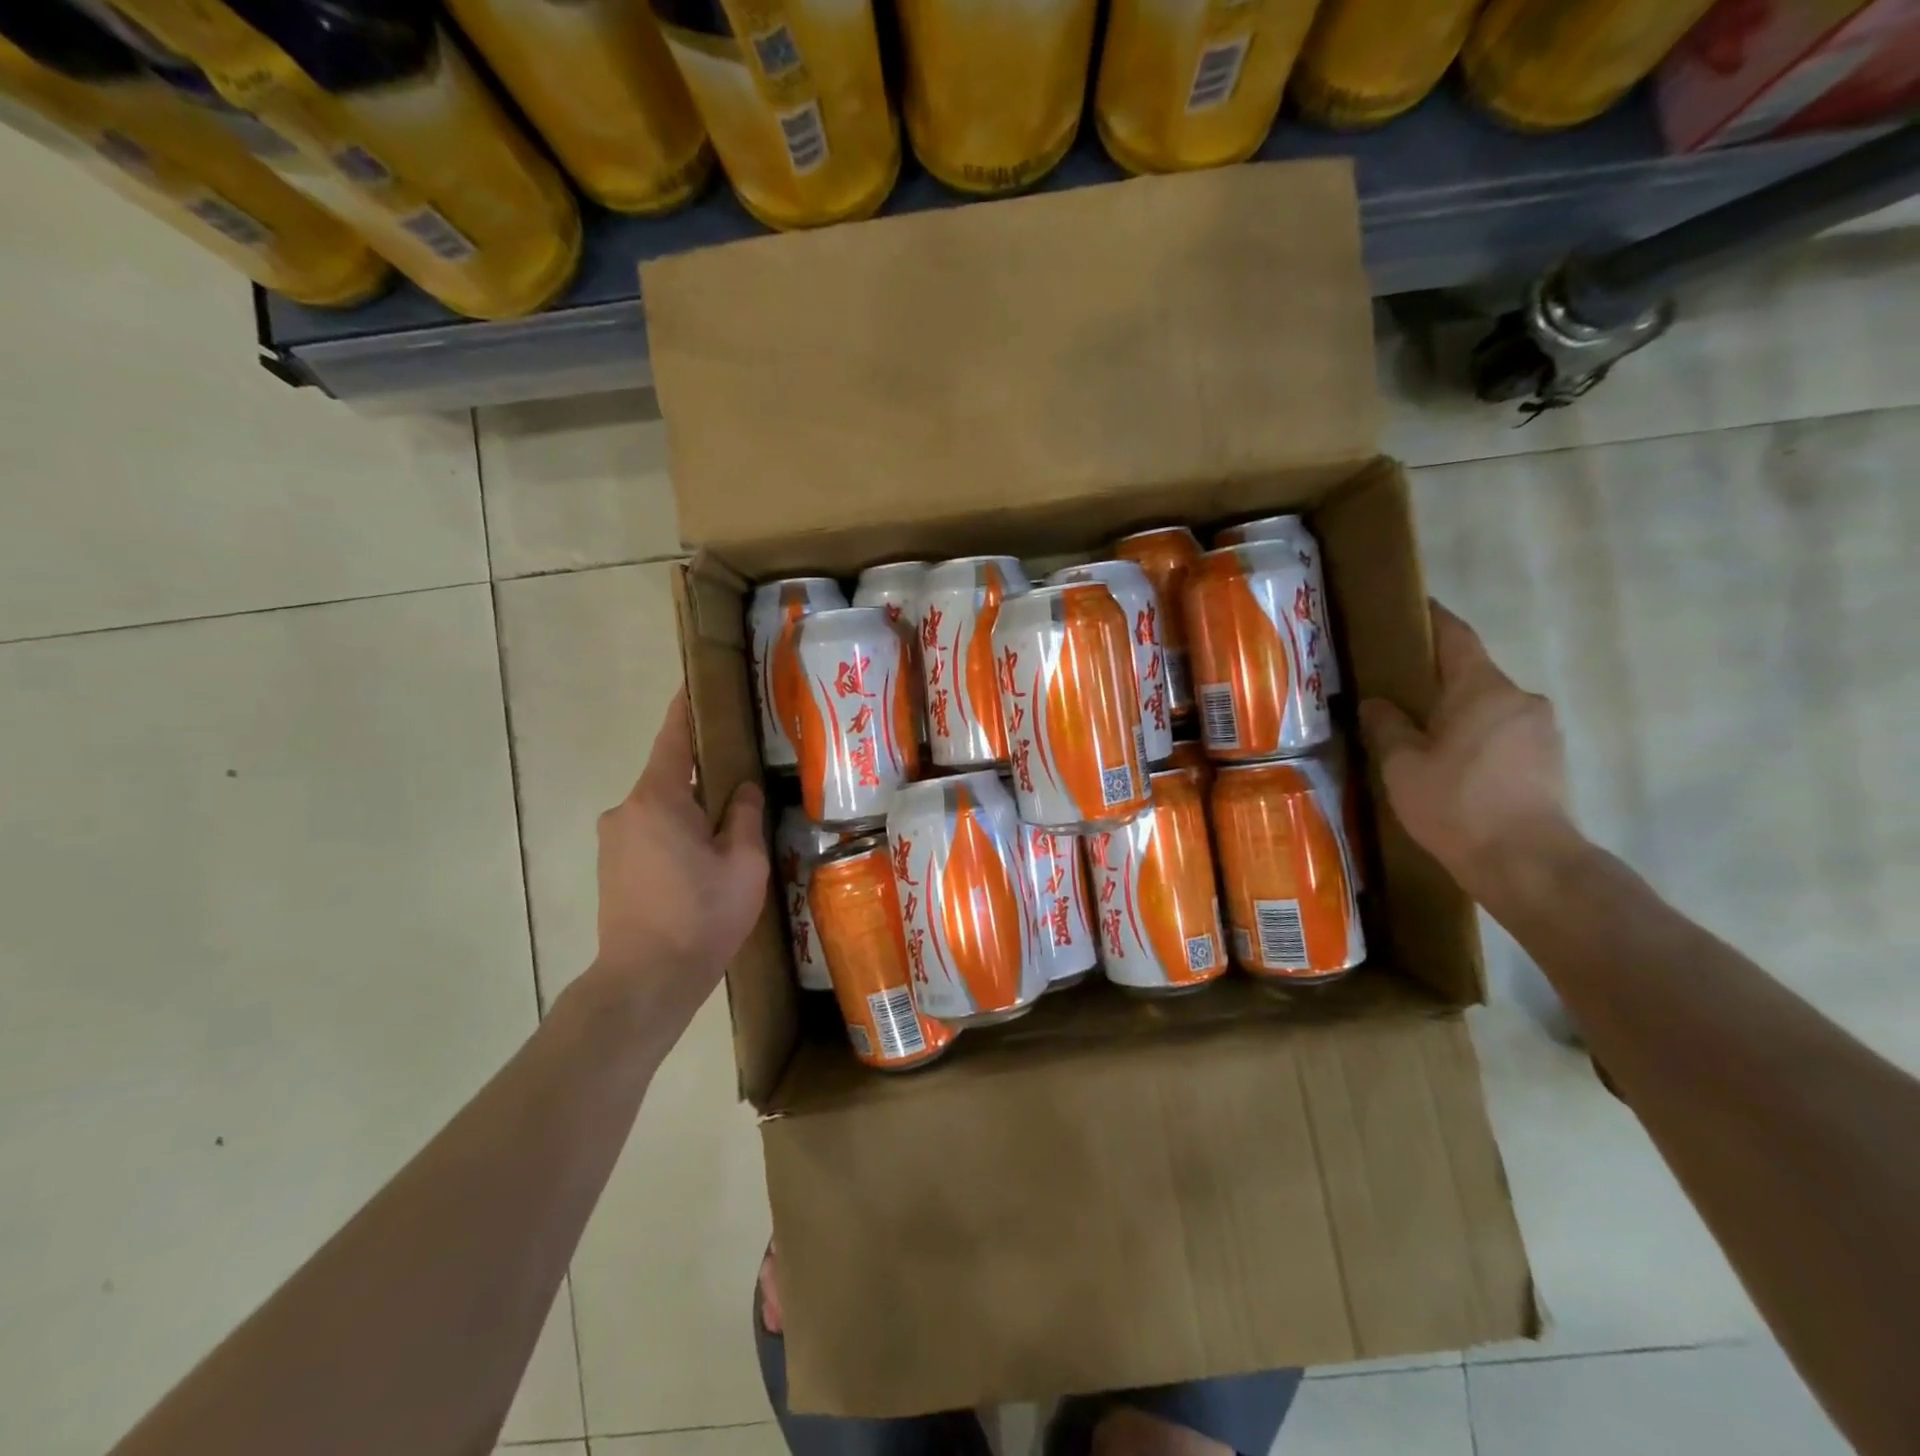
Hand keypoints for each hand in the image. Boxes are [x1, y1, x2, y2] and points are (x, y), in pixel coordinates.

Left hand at [589, 689, 767, 1044]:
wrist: (645, 982)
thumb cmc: (701, 916)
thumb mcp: (742, 863)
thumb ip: (744, 816)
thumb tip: (744, 789)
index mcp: (659, 798)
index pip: (674, 738)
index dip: (687, 708)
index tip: (699, 684)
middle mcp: (626, 810)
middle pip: (671, 776)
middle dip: (705, 773)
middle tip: (745, 776)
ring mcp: (613, 840)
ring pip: (662, 809)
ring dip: (692, 811)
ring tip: (731, 829)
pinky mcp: (611, 868)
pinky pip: (650, 833)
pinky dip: (677, 834)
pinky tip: (703, 861)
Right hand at [1359, 601, 1573, 896]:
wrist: (1527, 862)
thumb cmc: (1456, 804)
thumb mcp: (1402, 765)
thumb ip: (1386, 726)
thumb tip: (1376, 703)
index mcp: (1481, 689)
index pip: (1456, 637)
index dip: (1432, 619)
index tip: (1409, 610)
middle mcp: (1519, 698)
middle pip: (1471, 674)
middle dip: (1436, 678)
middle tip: (1396, 690)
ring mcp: (1541, 729)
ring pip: (1488, 707)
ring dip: (1457, 712)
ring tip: (1420, 735)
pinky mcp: (1550, 759)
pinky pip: (1504, 733)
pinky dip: (1476, 737)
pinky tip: (1451, 764)